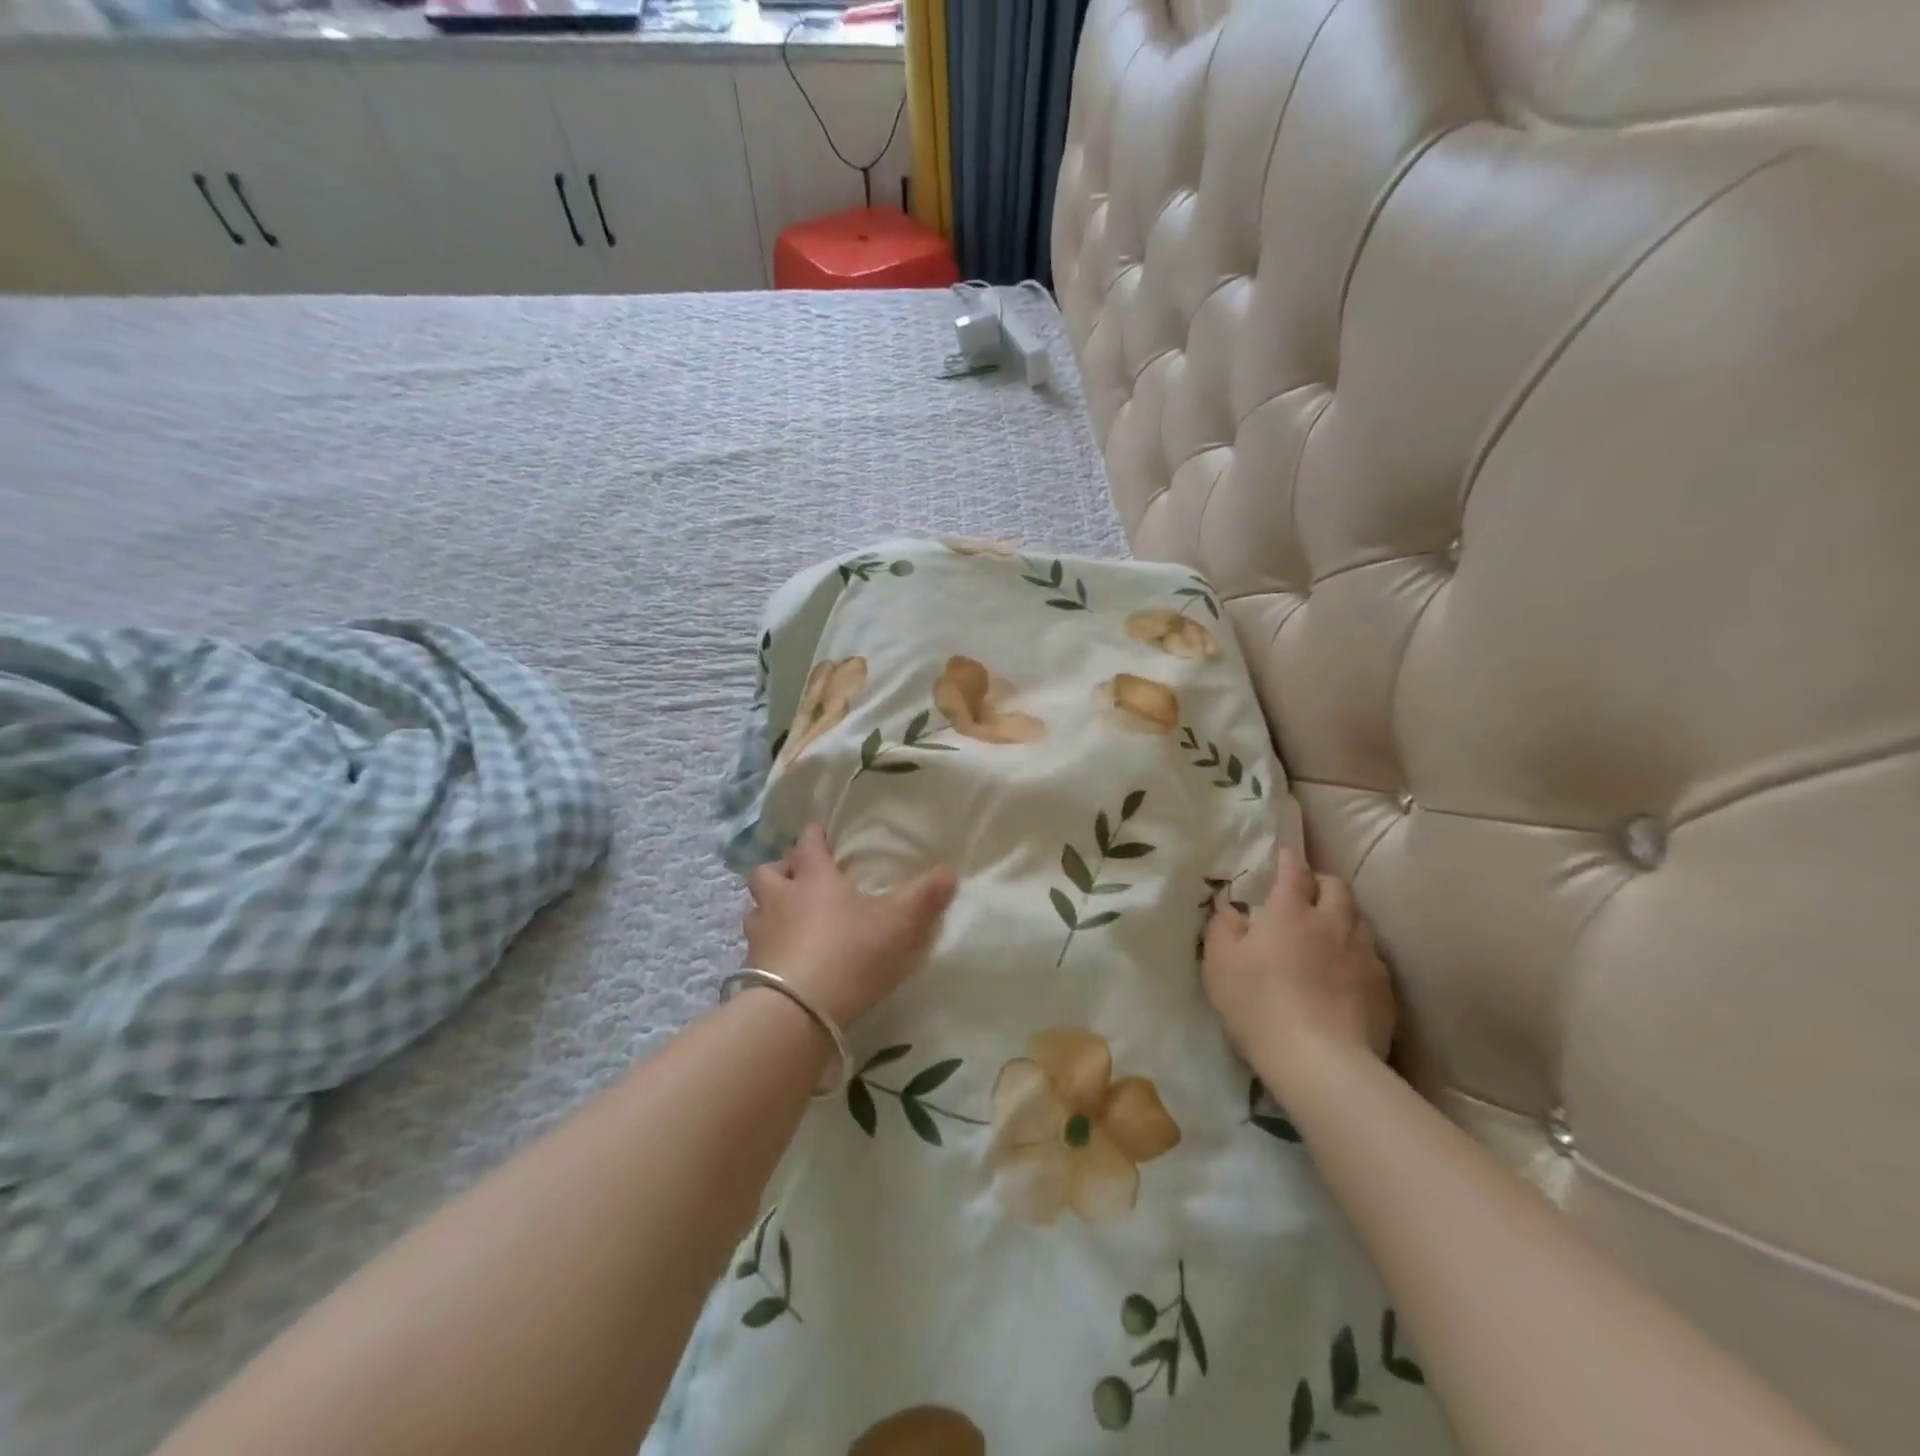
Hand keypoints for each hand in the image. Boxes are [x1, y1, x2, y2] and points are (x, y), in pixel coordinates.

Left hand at [744, 824, 958, 1027]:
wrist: (797, 1010)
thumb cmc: (850, 952)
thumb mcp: (899, 923)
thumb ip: (925, 896)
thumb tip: (950, 870)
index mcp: (814, 879)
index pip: (807, 845)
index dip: (813, 836)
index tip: (818, 832)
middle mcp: (781, 899)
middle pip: (767, 872)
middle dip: (780, 870)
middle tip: (797, 879)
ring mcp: (761, 935)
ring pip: (754, 910)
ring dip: (768, 909)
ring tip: (787, 920)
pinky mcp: (751, 970)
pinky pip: (755, 948)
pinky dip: (767, 948)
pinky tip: (785, 961)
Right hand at [1201, 847, 1395, 1088]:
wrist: (1321, 1062)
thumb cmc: (1259, 1004)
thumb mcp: (1219, 964)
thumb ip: (1223, 927)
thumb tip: (1233, 910)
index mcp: (1291, 912)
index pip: (1295, 871)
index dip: (1289, 859)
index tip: (1284, 853)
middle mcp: (1333, 923)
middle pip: (1337, 887)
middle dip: (1321, 882)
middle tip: (1306, 892)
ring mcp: (1365, 955)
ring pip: (1358, 919)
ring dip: (1342, 916)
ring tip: (1328, 931)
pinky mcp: (1384, 988)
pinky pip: (1371, 956)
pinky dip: (1356, 952)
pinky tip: (1345, 973)